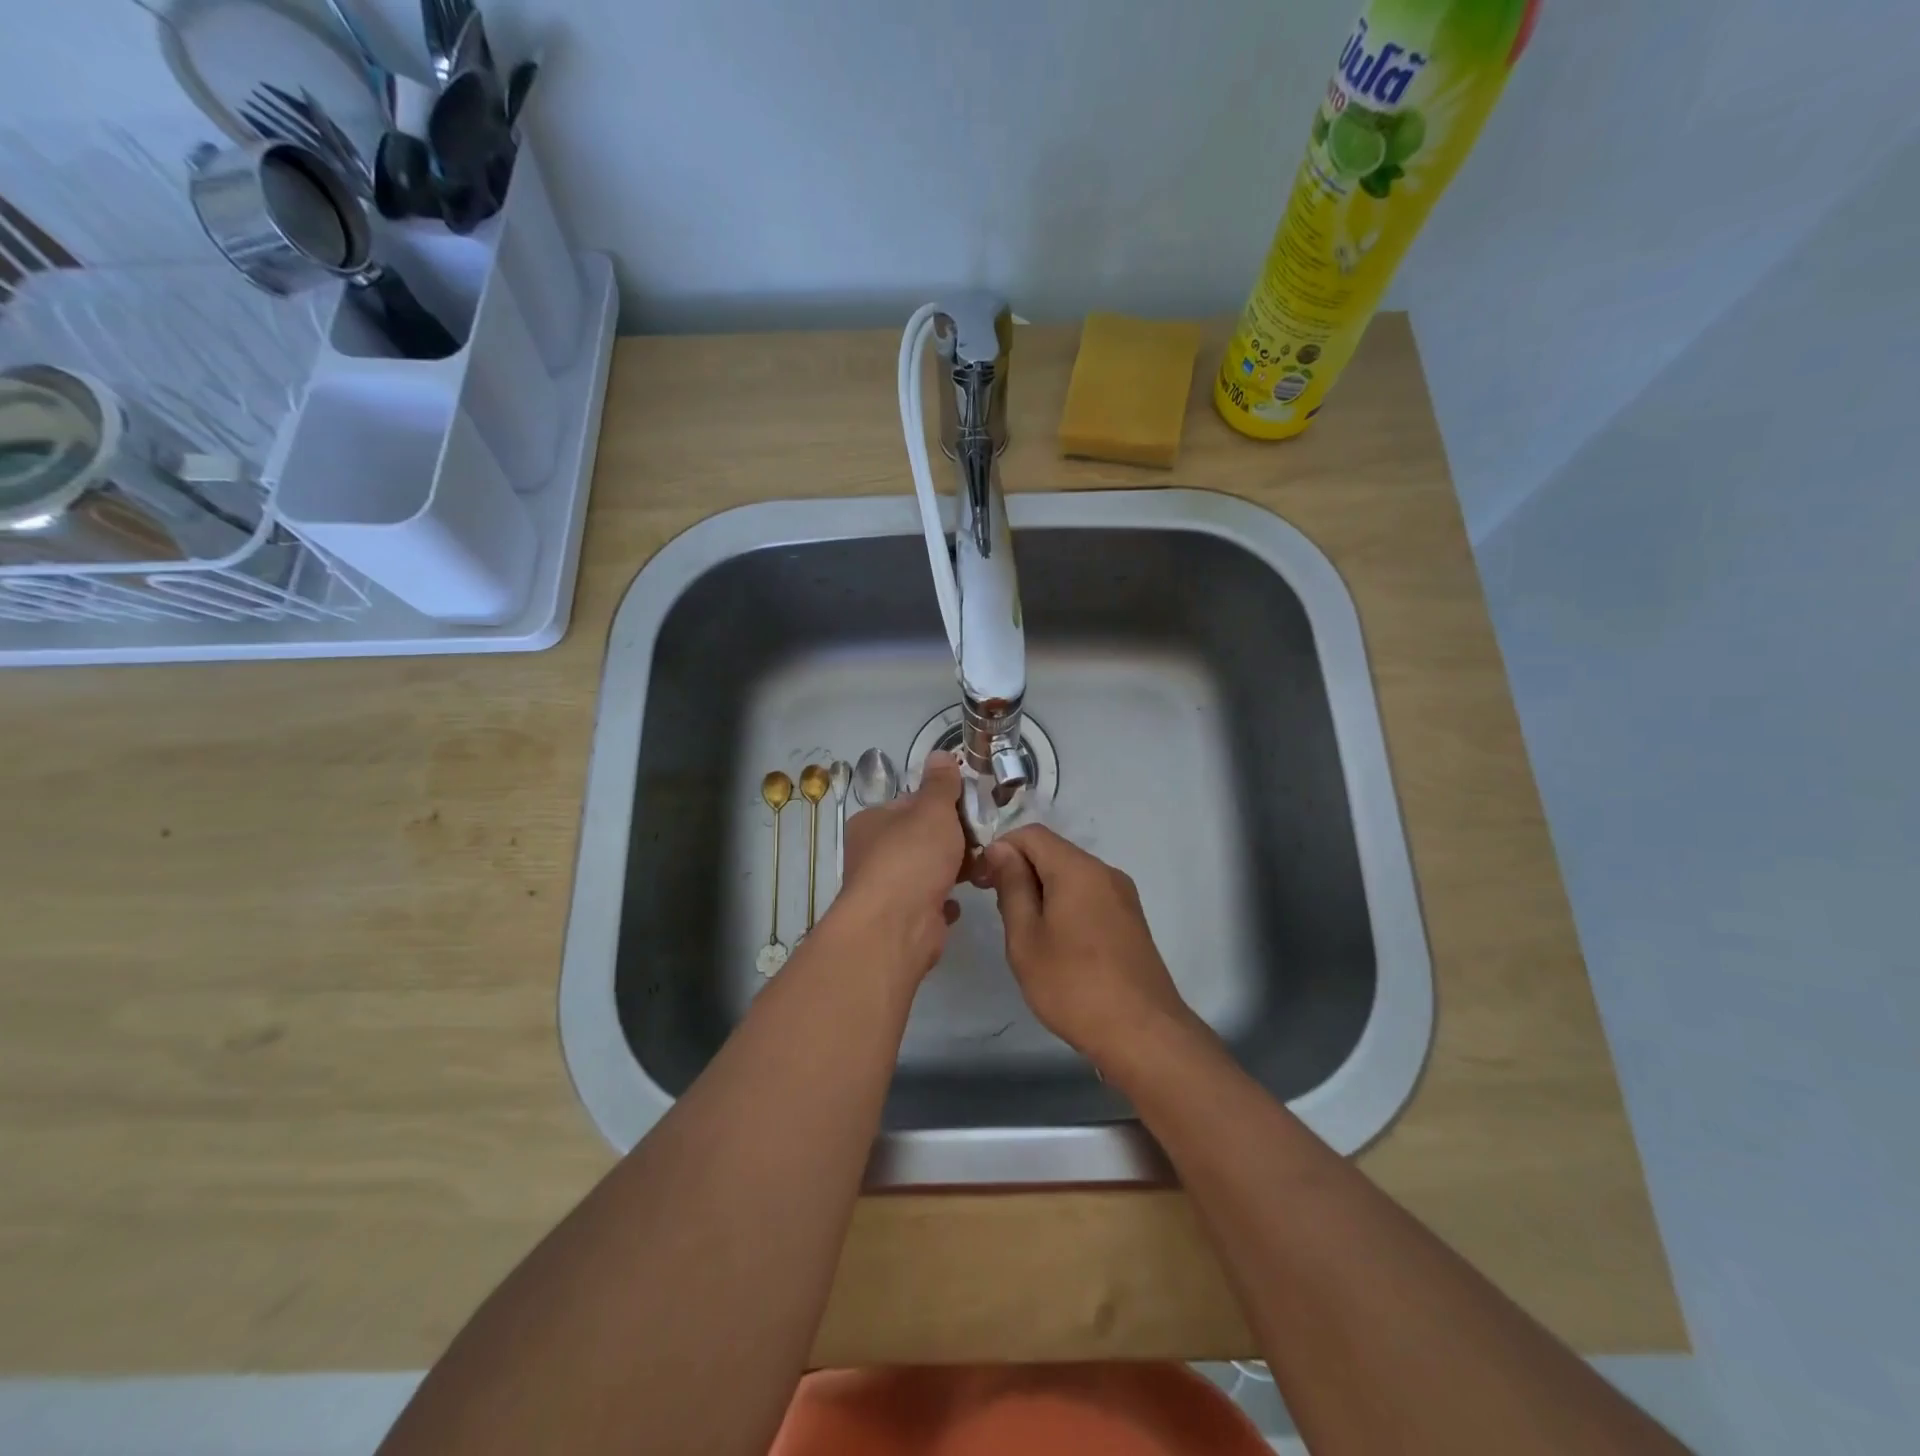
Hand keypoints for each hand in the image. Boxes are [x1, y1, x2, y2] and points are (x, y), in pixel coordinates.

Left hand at [832, 752, 967, 983]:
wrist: (897, 926)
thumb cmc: (912, 857)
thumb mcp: (933, 810)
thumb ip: (941, 784)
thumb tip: (941, 754)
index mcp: (872, 823)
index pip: (910, 804)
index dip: (941, 804)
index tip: (970, 808)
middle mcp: (873, 854)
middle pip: (921, 838)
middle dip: (953, 838)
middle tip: (984, 838)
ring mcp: (886, 888)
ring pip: (926, 870)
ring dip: (954, 868)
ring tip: (983, 866)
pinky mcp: (902, 918)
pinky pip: (930, 900)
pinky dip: (946, 898)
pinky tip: (961, 898)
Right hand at [979, 825, 1200, 1068]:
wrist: (1142, 1033)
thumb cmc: (1073, 985)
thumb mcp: (1026, 938)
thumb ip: (1012, 886)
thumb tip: (1001, 849)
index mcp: (1078, 869)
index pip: (1031, 834)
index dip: (1000, 849)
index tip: (982, 882)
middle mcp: (1105, 872)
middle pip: (1053, 852)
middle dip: (1021, 871)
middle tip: (1000, 911)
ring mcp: (1123, 895)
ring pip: (1072, 875)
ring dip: (1043, 890)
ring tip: (1027, 933)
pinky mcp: (1131, 919)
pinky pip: (1089, 895)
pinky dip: (1066, 904)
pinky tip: (1057, 943)